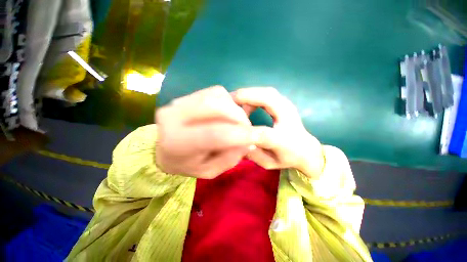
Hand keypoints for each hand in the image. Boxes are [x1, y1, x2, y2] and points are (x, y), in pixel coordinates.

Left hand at [155, 86, 254, 178]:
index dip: (240, 134)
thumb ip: (229, 158)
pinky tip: (227, 113)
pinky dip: (228, 101)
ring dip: (234, 108)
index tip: (258, 136)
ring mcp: (179, 101)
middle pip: (215, 107)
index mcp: (177, 143)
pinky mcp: (187, 95)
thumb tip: (249, 142)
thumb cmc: (187, 163)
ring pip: (217, 96)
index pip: (214, 134)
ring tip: (237, 122)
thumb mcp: (209, 171)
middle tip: (247, 128)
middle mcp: (174, 116)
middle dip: (239, 117)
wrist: (165, 148)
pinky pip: (215, 91)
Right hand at [232, 87, 323, 177]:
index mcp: (286, 141)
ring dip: (247, 94)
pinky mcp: (284, 102)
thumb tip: (237, 142)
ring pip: (266, 92)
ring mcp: (288, 107)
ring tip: (233, 103)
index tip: (228, 126)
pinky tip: (245, 105)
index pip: (264, 134)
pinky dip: (253, 95)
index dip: (245, 129)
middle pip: (267, 98)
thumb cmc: (287, 157)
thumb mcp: (269, 163)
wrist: (306, 148)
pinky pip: (266, 93)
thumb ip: (253, 154)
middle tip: (226, 102)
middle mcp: (289, 119)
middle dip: (244, 96)